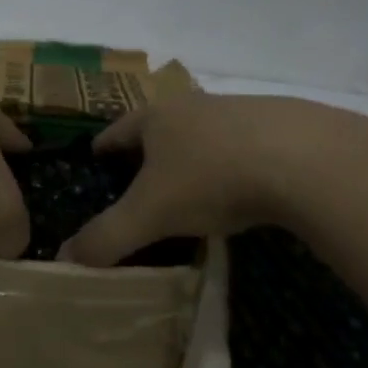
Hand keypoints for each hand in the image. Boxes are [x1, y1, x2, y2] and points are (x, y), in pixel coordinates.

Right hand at [63, 93, 367, 265]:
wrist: (304, 157)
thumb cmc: (212, 178)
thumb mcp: (151, 214)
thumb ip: (107, 238)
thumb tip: (63, 262)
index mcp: (155, 117)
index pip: (116, 130)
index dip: (103, 148)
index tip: (95, 161)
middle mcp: (191, 105)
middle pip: (159, 128)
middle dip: (148, 152)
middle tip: (140, 181)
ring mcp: (237, 110)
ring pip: (202, 134)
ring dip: (193, 155)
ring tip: (191, 187)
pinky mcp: (278, 125)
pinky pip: (242, 145)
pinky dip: (233, 163)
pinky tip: (243, 187)